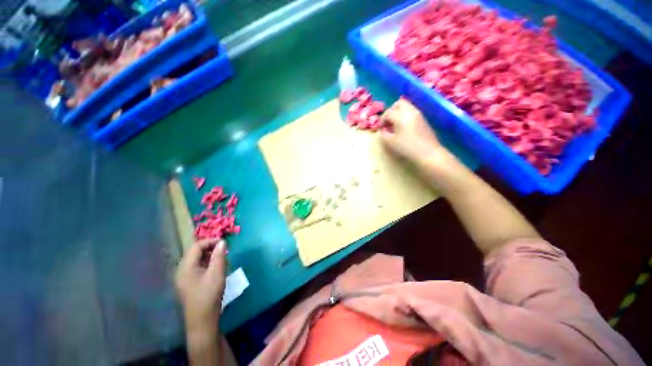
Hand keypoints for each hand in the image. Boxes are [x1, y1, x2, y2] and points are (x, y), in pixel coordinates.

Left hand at [175, 239, 226, 335]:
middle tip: (225, 250)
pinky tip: (216, 268)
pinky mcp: (189, 283)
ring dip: (210, 256)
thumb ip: (219, 256)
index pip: (196, 246)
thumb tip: (222, 242)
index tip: (225, 243)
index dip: (211, 241)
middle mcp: (182, 270)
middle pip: (195, 252)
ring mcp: (184, 277)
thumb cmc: (209, 296)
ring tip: (223, 259)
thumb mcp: (217, 273)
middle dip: (211, 248)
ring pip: (197, 259)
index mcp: (185, 267)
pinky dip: (208, 263)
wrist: (202, 321)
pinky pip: (197, 267)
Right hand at [380, 98, 442, 164]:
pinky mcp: (423, 119)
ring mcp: (418, 114)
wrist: (428, 153)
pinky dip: (405, 116)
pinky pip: (412, 112)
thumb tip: (383, 130)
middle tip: (388, 122)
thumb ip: (383, 135)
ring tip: (395, 125)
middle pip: (399, 103)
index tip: (380, 128)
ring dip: (399, 113)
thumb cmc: (407, 148)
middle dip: (391, 110)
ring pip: (407, 106)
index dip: (381, 120)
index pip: (388, 113)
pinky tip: (404, 128)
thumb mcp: (390, 143)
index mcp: (400, 116)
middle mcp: (410, 111)